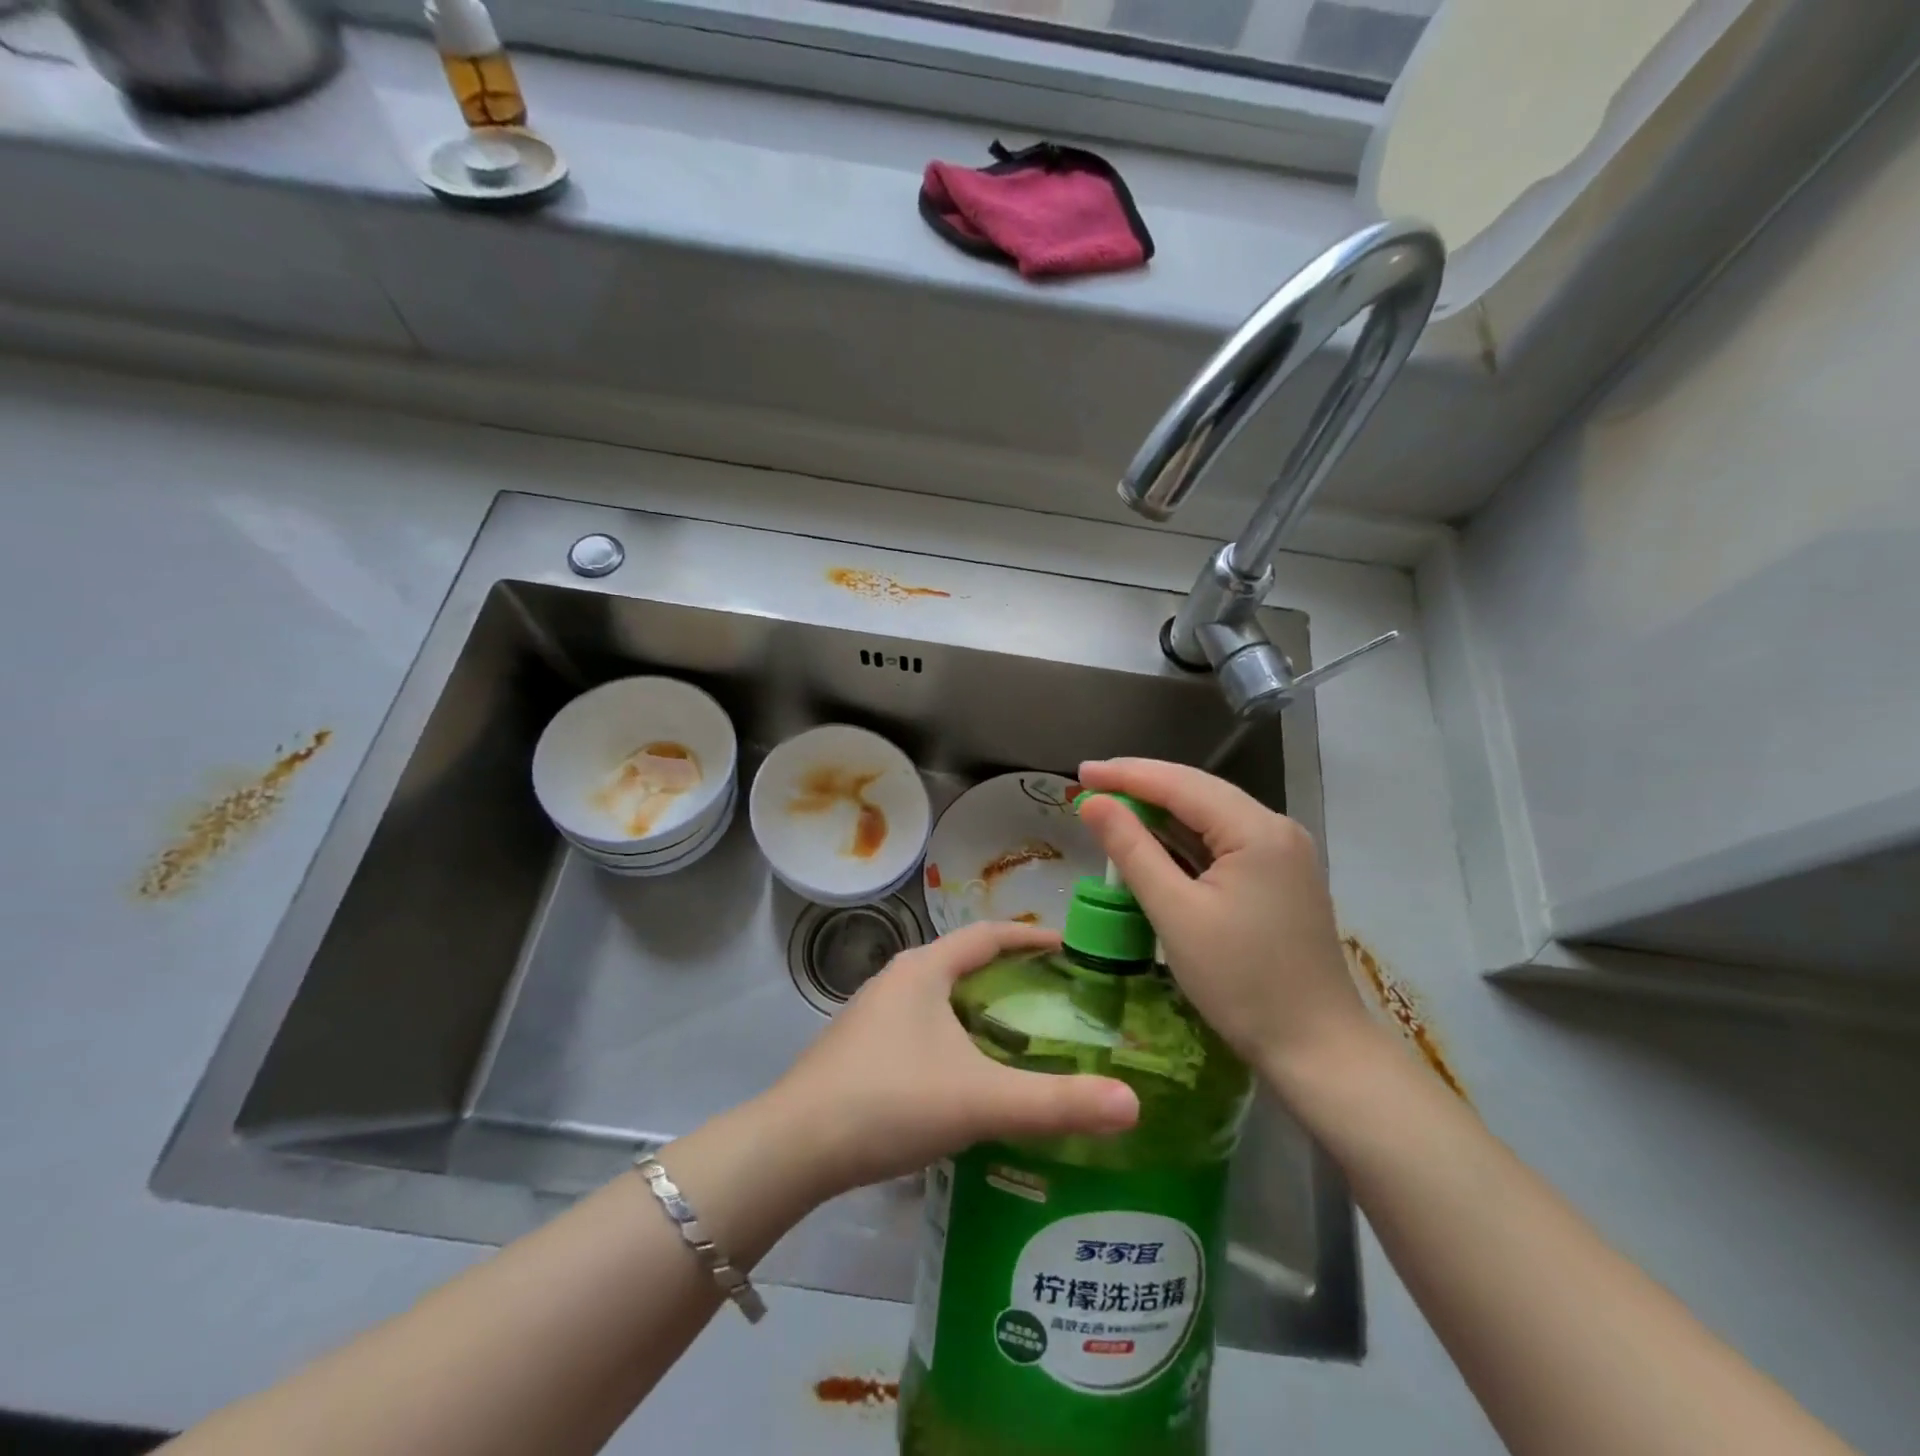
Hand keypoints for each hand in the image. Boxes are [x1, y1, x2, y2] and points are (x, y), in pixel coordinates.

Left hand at [764, 921, 1139, 1198]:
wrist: (793, 1146)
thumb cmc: (890, 1101)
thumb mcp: (980, 1101)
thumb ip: (1056, 1103)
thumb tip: (1133, 1103)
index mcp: (924, 969)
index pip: (987, 935)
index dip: (1030, 936)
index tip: (1070, 946)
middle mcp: (896, 979)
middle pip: (962, 963)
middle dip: (1008, 974)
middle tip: (1054, 998)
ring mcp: (872, 1014)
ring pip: (938, 997)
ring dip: (978, 1009)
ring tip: (1018, 1037)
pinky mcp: (859, 1048)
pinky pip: (919, 1026)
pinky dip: (952, 1036)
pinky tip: (965, 1077)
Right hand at [1076, 758, 1372, 1086]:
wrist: (1317, 1050)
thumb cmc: (1241, 982)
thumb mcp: (1175, 913)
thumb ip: (1131, 850)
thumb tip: (1093, 802)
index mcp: (1257, 830)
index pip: (1180, 784)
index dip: (1126, 774)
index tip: (1080, 771)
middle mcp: (1276, 829)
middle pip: (1198, 792)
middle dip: (1142, 786)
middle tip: (1090, 786)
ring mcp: (1283, 854)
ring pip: (1211, 816)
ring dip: (1162, 813)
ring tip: (1112, 807)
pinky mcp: (1280, 878)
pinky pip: (1223, 843)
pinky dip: (1184, 840)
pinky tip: (1155, 842)